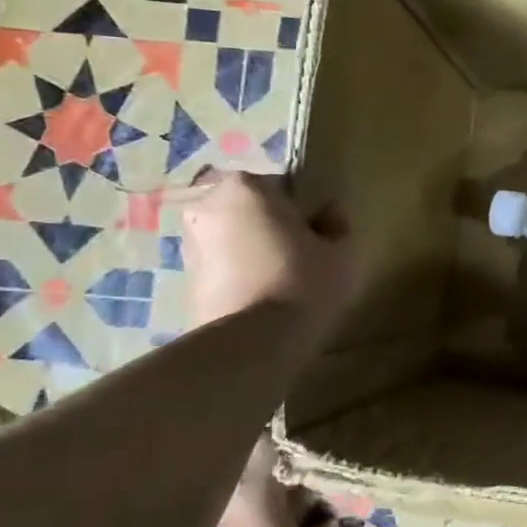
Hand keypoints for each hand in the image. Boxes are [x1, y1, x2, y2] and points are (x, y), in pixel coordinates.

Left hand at [181, 171, 353, 342]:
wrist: (254, 340)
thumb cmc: (304, 281)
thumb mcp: (342, 250)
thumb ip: (336, 224)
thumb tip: (327, 213)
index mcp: (247, 188)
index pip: (281, 186)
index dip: (302, 209)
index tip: (316, 232)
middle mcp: (207, 206)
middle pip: (249, 209)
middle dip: (269, 225)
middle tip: (298, 254)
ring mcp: (189, 243)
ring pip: (232, 237)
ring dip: (251, 249)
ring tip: (280, 279)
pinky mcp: (184, 279)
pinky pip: (221, 265)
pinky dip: (238, 273)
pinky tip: (261, 296)